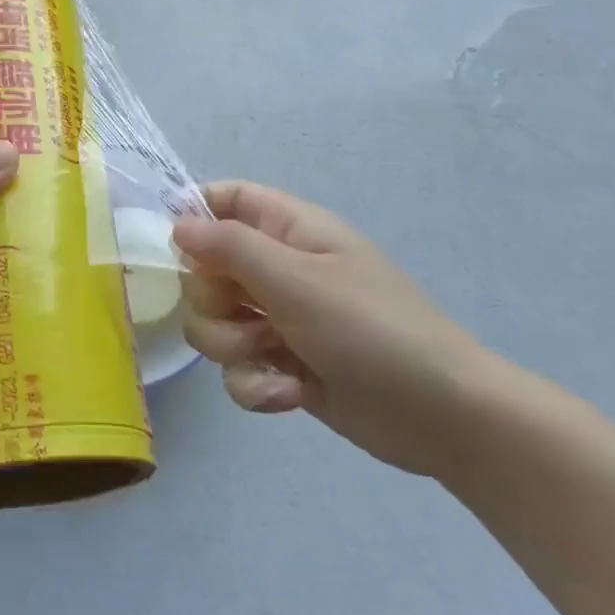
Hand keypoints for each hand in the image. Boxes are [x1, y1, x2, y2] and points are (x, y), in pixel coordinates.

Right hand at [173, 181, 492, 476]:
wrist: (442, 417)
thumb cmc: (372, 330)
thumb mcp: (298, 281)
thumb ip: (231, 248)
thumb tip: (177, 223)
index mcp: (290, 230)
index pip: (229, 198)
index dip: (196, 212)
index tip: (173, 245)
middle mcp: (278, 269)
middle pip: (206, 267)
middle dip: (212, 299)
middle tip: (243, 313)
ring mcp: (278, 318)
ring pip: (214, 320)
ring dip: (231, 345)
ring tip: (272, 358)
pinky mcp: (281, 364)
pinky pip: (237, 366)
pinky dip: (255, 383)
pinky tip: (289, 393)